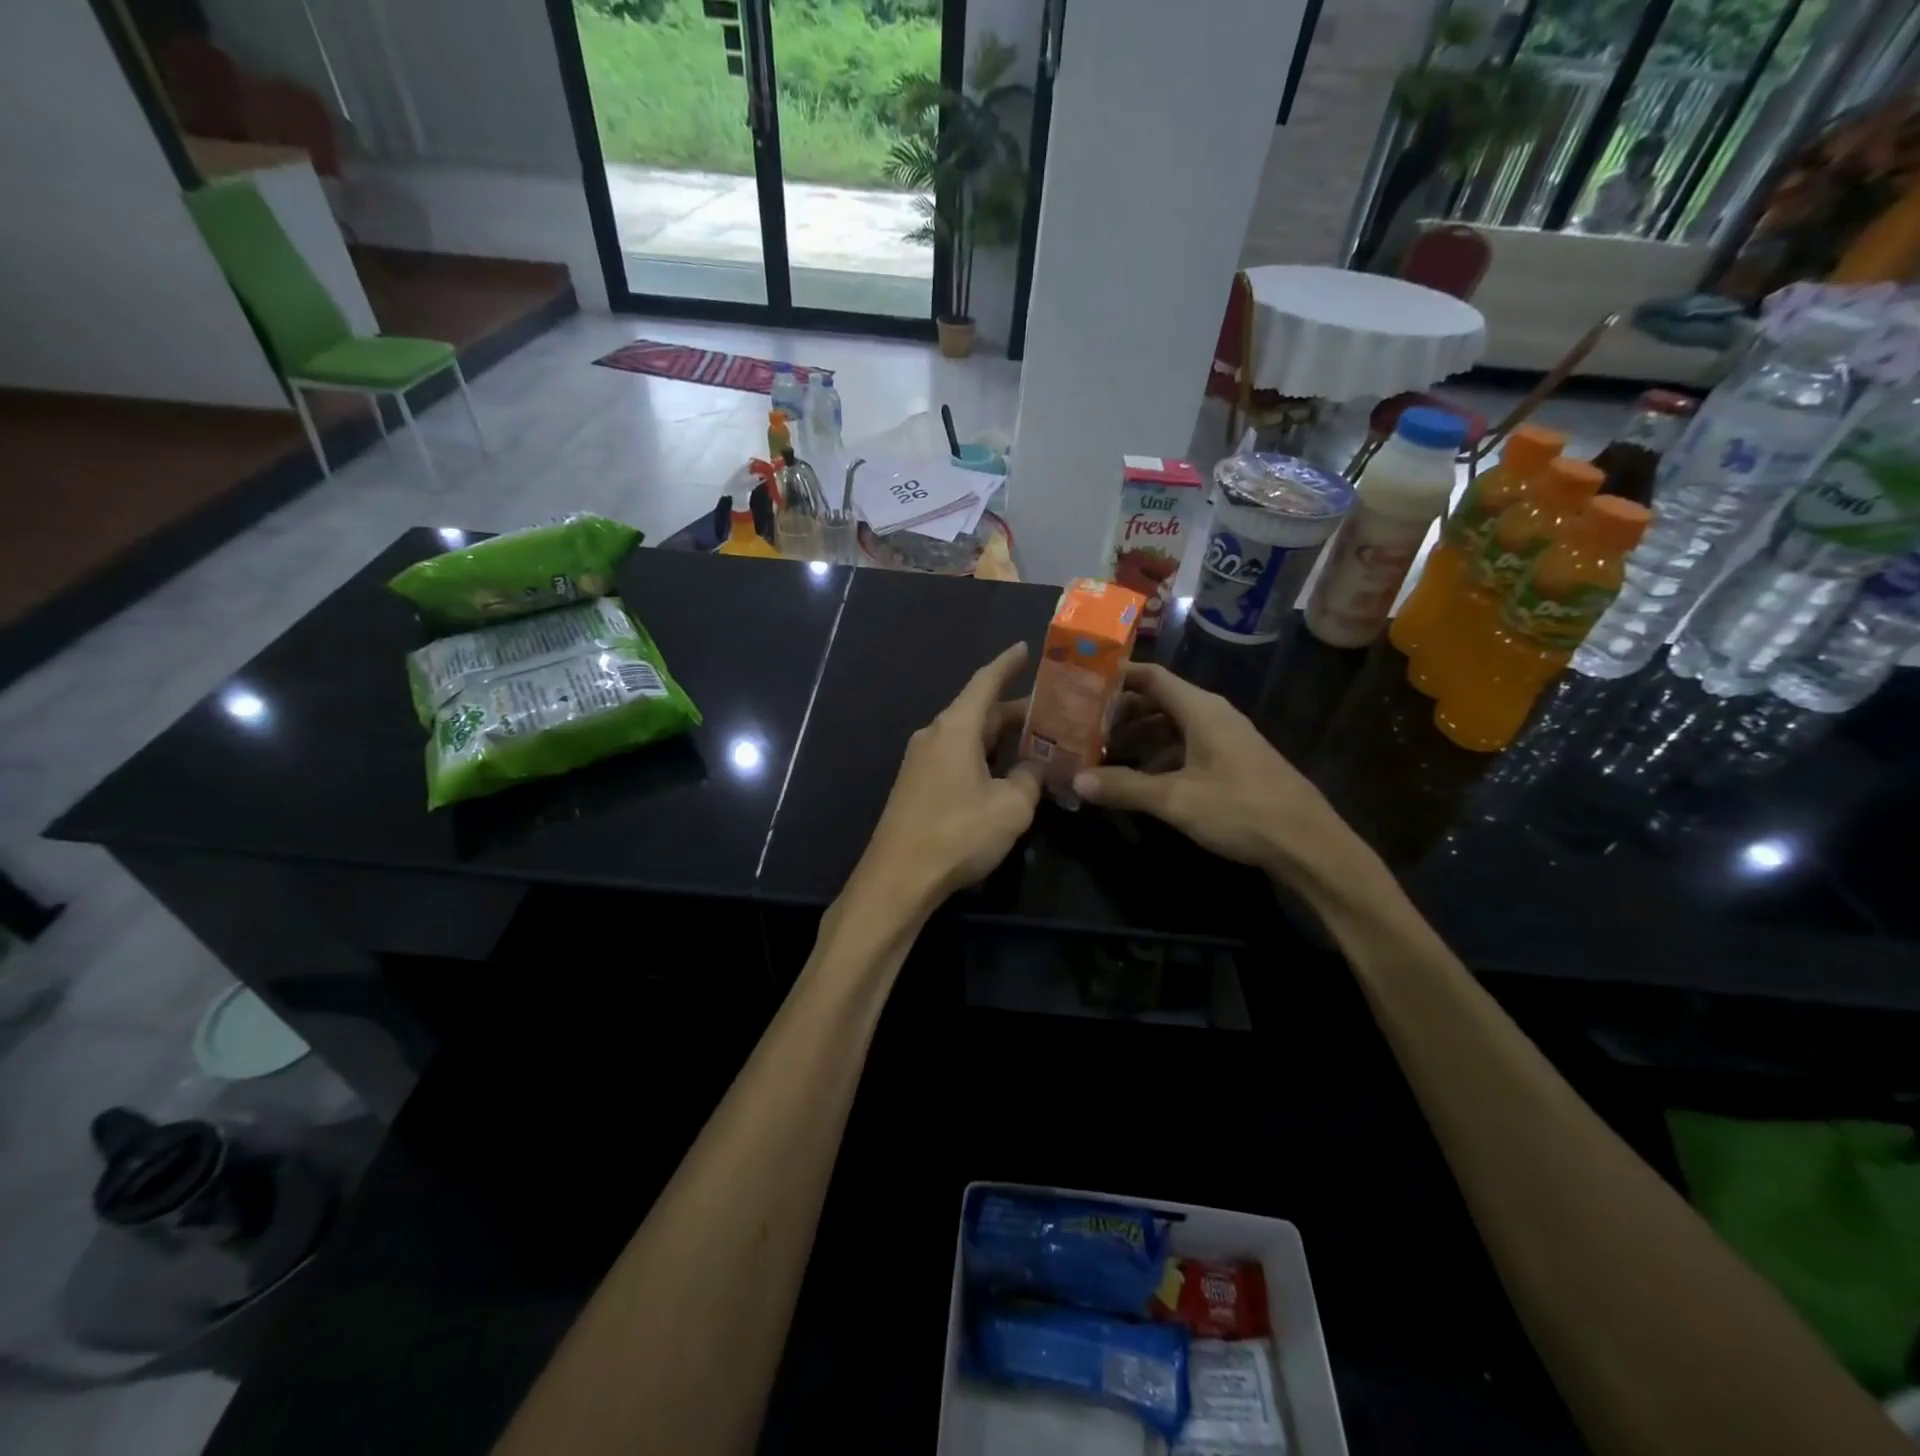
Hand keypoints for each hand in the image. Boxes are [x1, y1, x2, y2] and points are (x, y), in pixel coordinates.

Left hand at [852, 643, 1041, 912]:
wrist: (898, 878)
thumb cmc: (957, 833)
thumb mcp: (1011, 807)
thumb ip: (1029, 779)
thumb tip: (1033, 768)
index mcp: (955, 728)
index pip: (985, 682)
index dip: (1008, 664)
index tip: (1025, 648)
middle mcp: (934, 735)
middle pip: (979, 711)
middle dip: (1016, 711)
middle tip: (1054, 713)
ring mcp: (921, 760)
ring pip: (969, 737)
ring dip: (1001, 737)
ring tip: (1037, 742)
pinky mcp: (917, 784)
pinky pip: (956, 757)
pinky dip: (984, 756)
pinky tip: (1005, 773)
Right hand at [1073, 663, 1358, 884]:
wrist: (1308, 844)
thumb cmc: (1241, 809)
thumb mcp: (1175, 799)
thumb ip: (1124, 787)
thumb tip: (1076, 780)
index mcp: (1201, 710)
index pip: (1151, 677)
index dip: (1116, 678)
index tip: (1081, 686)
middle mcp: (1212, 716)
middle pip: (1158, 702)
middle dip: (1120, 715)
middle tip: (1082, 730)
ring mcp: (1225, 740)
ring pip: (1171, 728)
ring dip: (1137, 739)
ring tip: (1102, 757)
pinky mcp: (1232, 763)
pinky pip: (1186, 748)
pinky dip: (1158, 758)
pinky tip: (1139, 781)